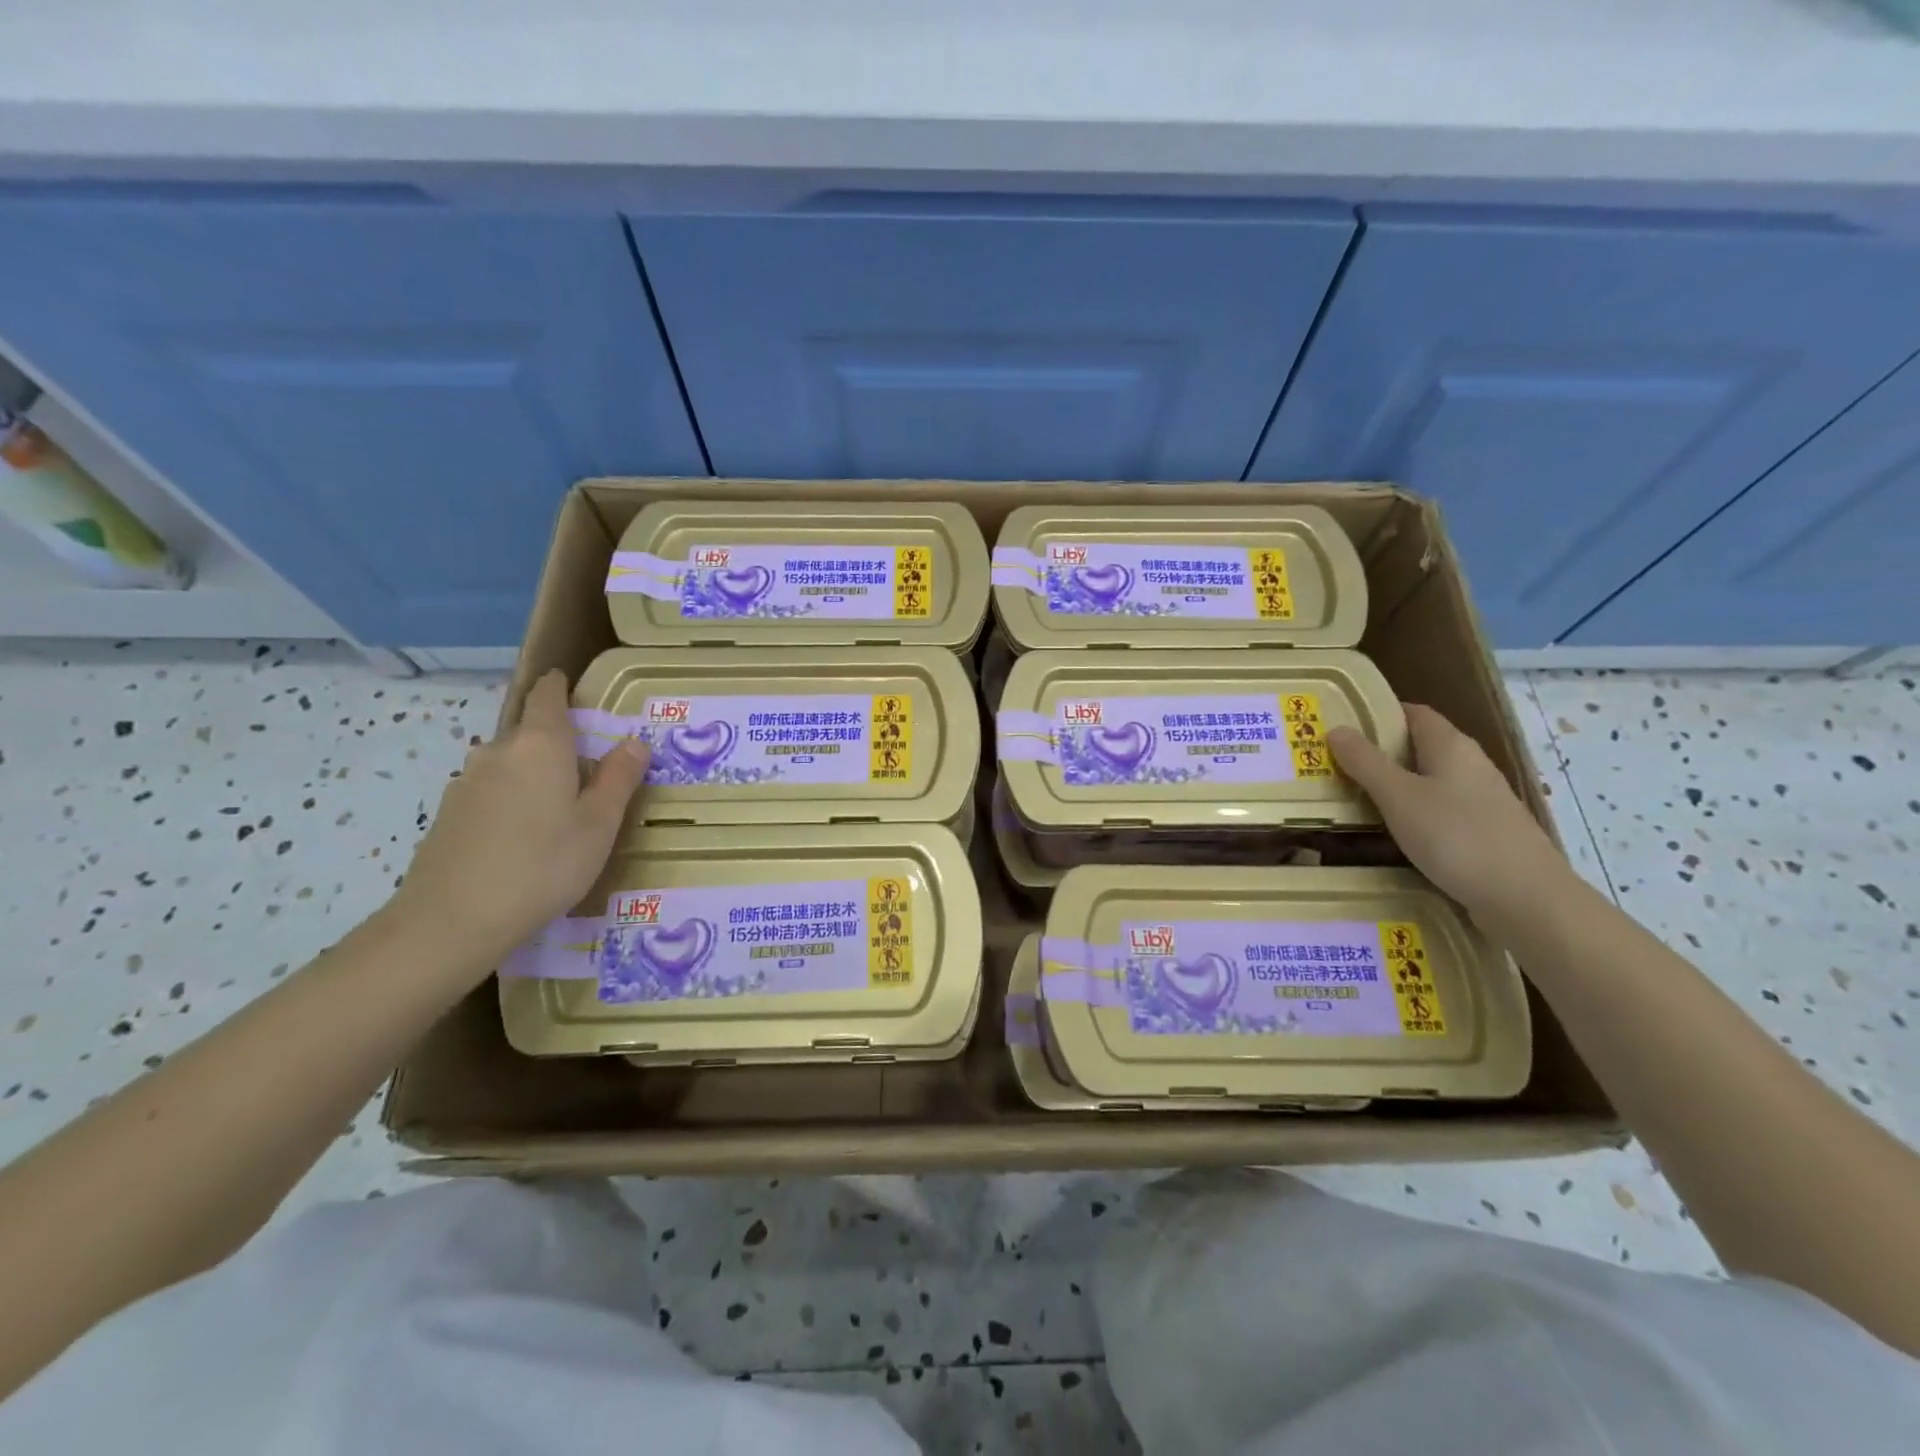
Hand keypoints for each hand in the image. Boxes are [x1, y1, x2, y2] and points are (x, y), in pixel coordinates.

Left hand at [390, 669, 649, 968]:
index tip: (572, 686)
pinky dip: (511, 801)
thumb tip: (635, 742)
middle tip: (586, 772)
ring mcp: (466, 783)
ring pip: (508, 765)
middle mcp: (498, 752)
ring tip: (557, 811)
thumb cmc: (544, 864)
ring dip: (532, 775)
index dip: (558, 686)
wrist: (452, 920)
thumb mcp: (599, 824)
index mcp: (540, 745)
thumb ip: (618, 779)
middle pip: (528, 732)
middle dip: (555, 742)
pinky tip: (523, 838)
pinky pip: (490, 793)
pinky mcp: (449, 815)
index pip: (546, 696)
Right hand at [1327, 703, 1568, 921]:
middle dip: (1382, 751)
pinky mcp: (1486, 831)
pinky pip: (1441, 808)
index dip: (1380, 713)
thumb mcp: (1399, 797)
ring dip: (1397, 783)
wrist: (1525, 898)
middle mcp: (1471, 765)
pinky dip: (1415, 811)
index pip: (1415, 713)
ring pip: (1431, 780)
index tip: (1343, 723)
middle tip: (1337, 762)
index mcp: (1452, 746)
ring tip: (1357, 795)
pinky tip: (1395, 831)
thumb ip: (1366, 763)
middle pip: (1422, 746)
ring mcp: (1483, 799)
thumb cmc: (1456, 836)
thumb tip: (1336, 729)